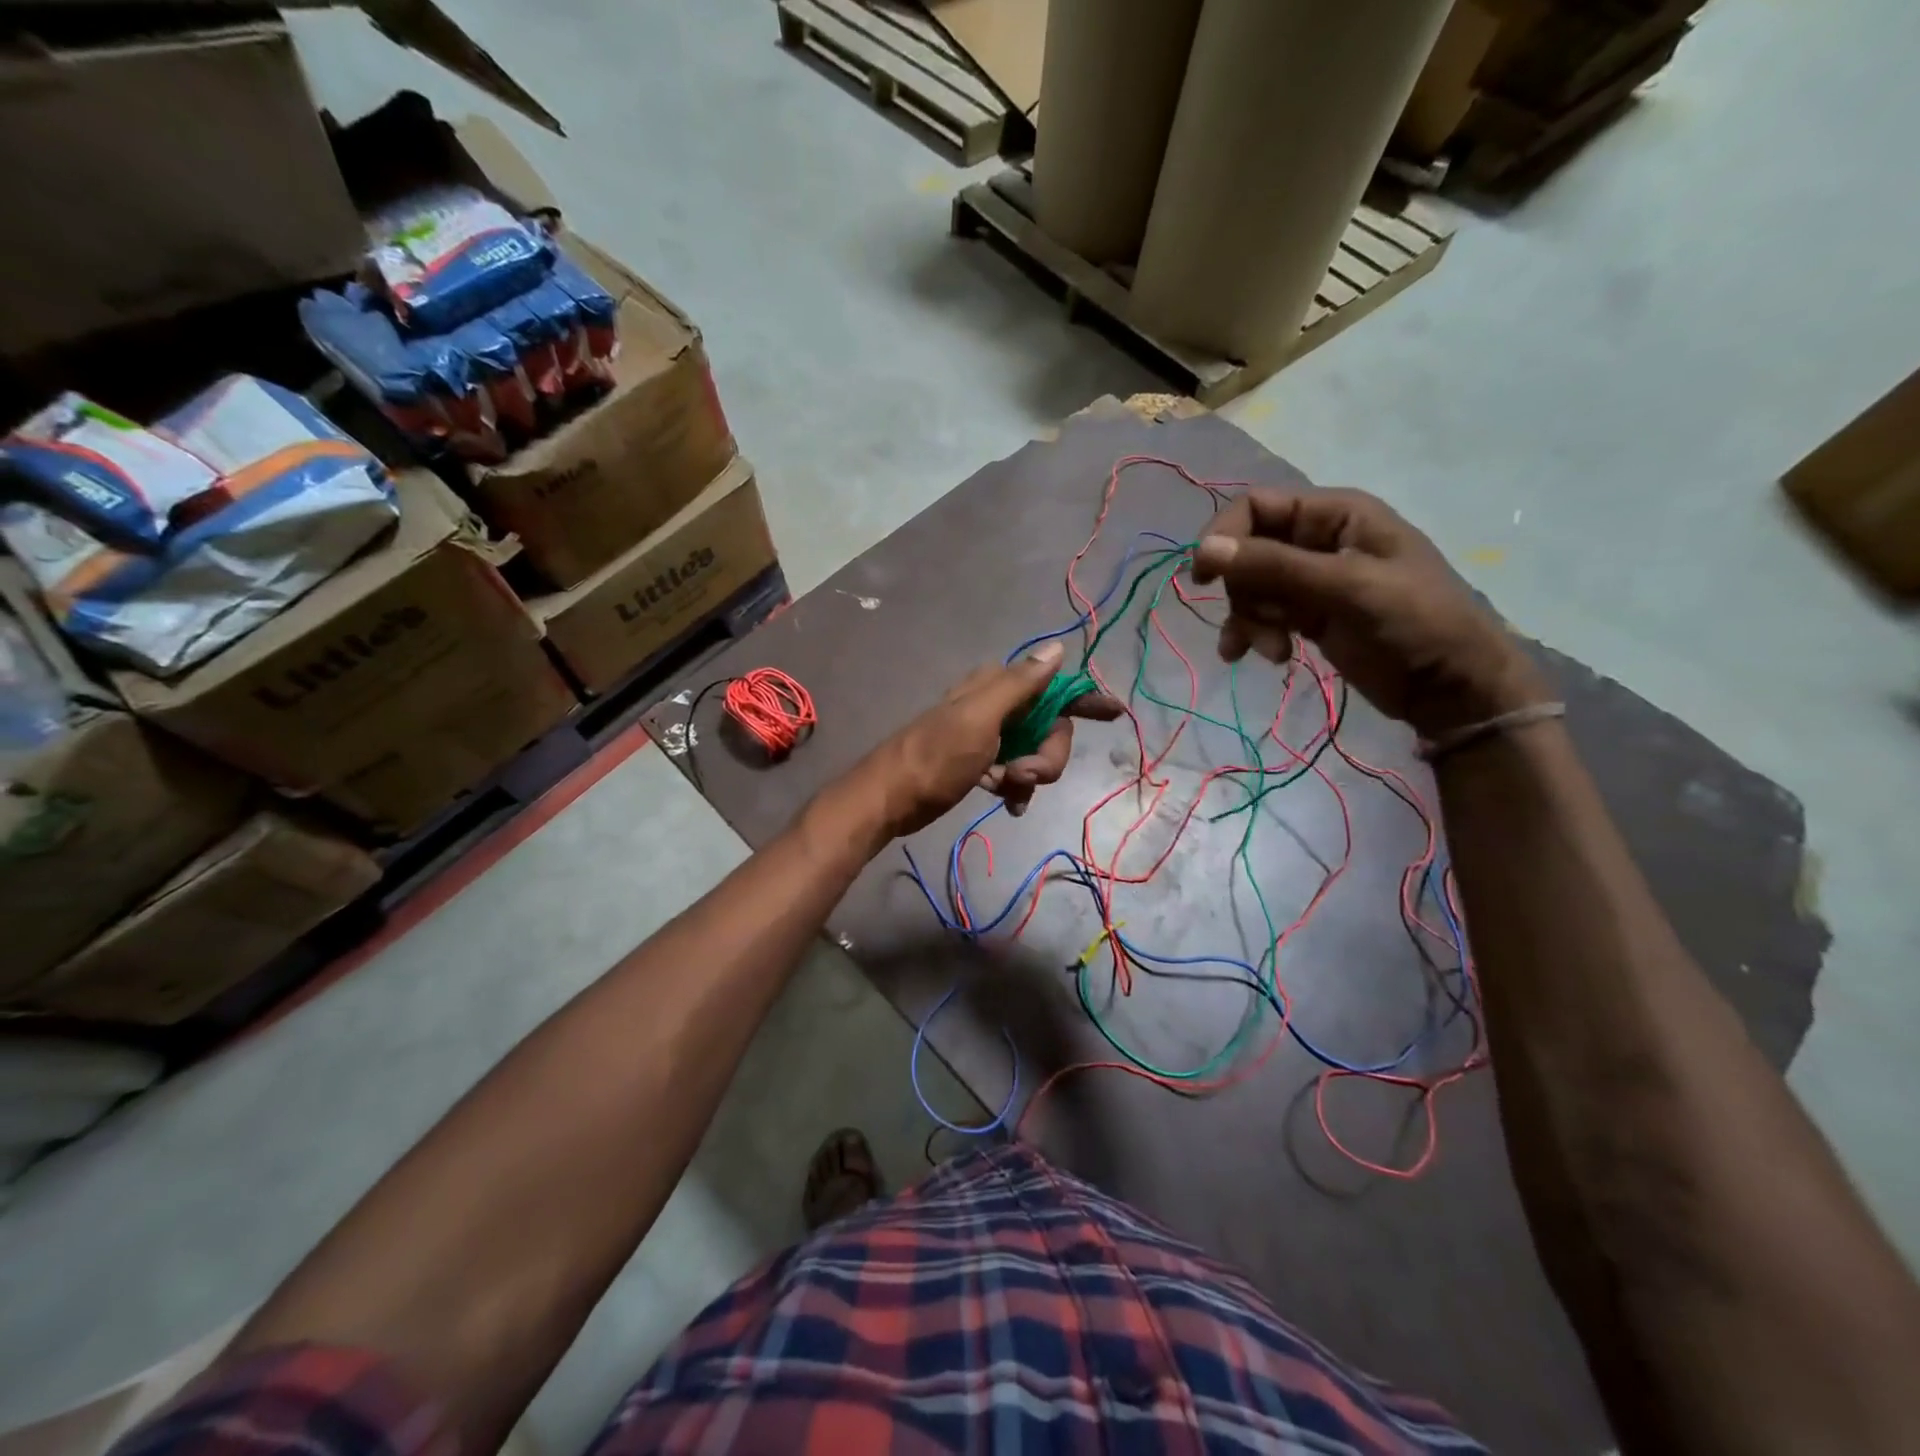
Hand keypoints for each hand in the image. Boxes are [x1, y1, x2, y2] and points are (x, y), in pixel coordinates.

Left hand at [856, 641, 1123, 837]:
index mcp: (997, 686)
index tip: (1115, 712)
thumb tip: (1057, 648)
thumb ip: (1020, 685)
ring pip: (1035, 752)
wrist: (891, 798)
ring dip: (1030, 775)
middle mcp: (997, 705)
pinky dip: (1017, 788)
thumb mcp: (980, 718)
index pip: (1054, 685)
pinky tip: (1008, 803)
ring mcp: (990, 736)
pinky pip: (1016, 772)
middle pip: (1050, 728)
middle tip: (1023, 775)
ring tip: (1008, 790)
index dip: (1084, 698)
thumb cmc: (936, 756)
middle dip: (1046, 756)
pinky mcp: (981, 763)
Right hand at [1189, 486, 1546, 738]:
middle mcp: (1319, 540)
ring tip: (1268, 651)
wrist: (1452, 687)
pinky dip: (1255, 635)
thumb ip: (1274, 566)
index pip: (1256, 507)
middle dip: (1242, 591)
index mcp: (1336, 515)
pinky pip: (1263, 616)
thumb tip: (1203, 550)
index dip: (1224, 536)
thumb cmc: (1414, 622)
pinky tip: (1266, 657)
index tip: (1202, 576)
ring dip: (1248, 620)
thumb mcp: (1346, 587)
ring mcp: (1313, 581)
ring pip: (1251, 588)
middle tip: (1254, 624)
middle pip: (1248, 551)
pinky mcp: (1309, 616)